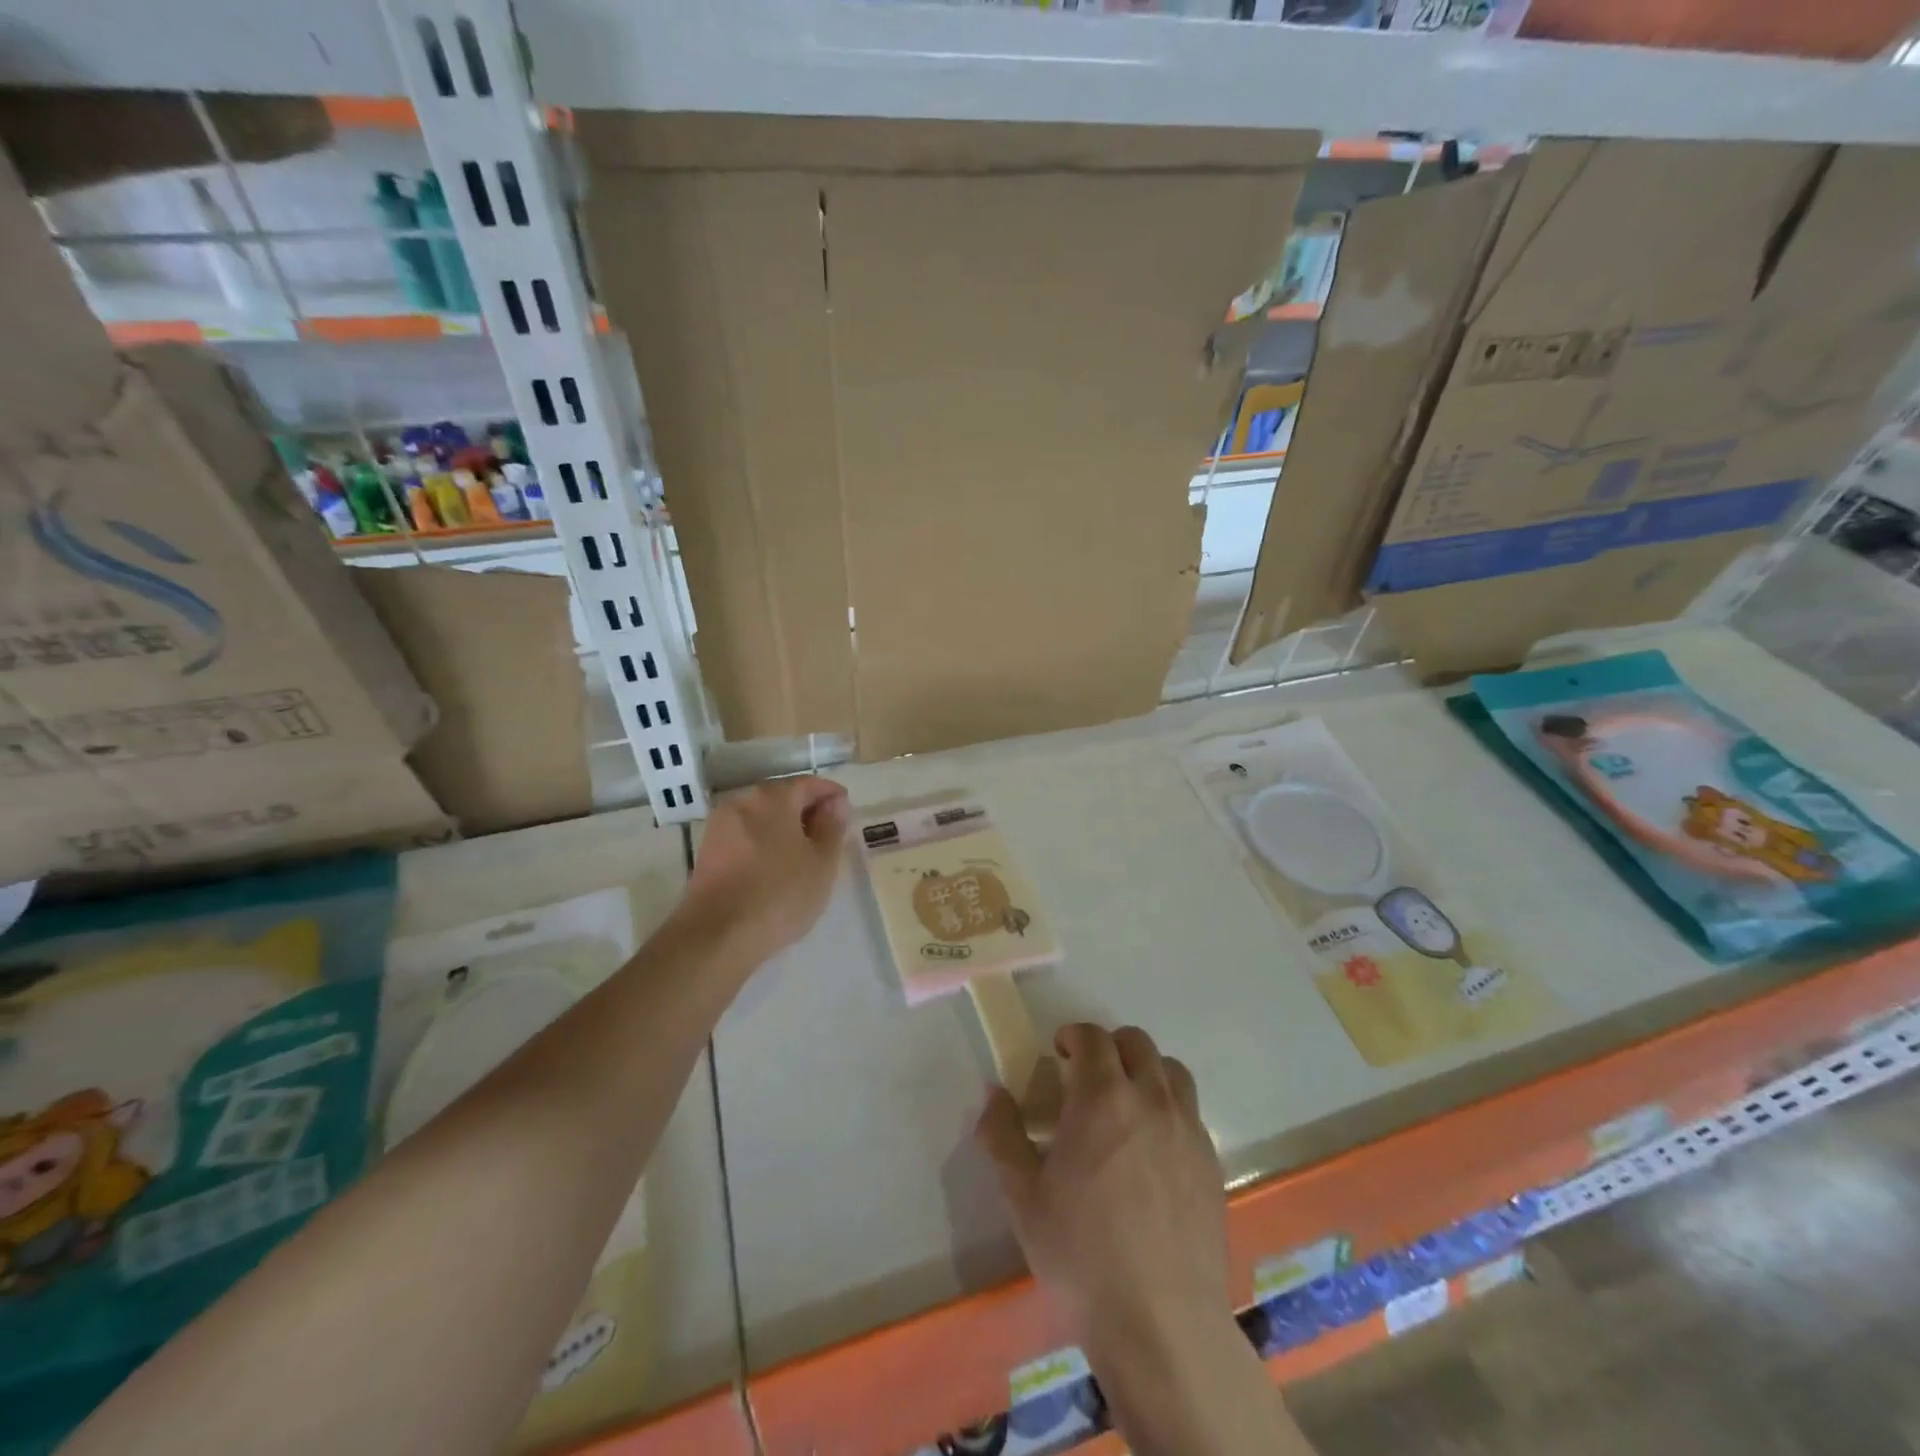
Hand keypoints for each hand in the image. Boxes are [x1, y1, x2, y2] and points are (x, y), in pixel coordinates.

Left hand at [680, 776, 849, 965]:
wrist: (717, 936)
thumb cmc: (780, 894)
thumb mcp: (822, 862)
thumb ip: (832, 827)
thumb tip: (836, 803)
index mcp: (773, 797)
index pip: (809, 784)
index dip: (831, 795)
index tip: (846, 811)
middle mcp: (742, 801)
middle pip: (782, 797)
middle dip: (807, 811)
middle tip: (829, 835)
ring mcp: (720, 826)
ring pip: (762, 818)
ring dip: (784, 829)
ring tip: (805, 855)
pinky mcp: (708, 852)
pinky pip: (745, 836)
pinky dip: (764, 843)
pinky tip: (776, 868)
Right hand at [976, 1024, 1226, 1355]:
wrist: (1161, 1325)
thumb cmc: (1081, 1256)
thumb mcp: (1023, 1197)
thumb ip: (1002, 1135)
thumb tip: (994, 1093)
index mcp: (1102, 1098)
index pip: (1092, 1037)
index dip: (1073, 1036)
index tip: (1058, 1055)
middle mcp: (1151, 1099)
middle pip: (1136, 1043)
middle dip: (1108, 1047)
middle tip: (1087, 1076)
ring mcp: (1188, 1129)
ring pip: (1171, 1070)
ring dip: (1145, 1071)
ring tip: (1125, 1103)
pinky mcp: (1211, 1162)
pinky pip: (1191, 1111)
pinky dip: (1169, 1107)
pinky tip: (1153, 1148)